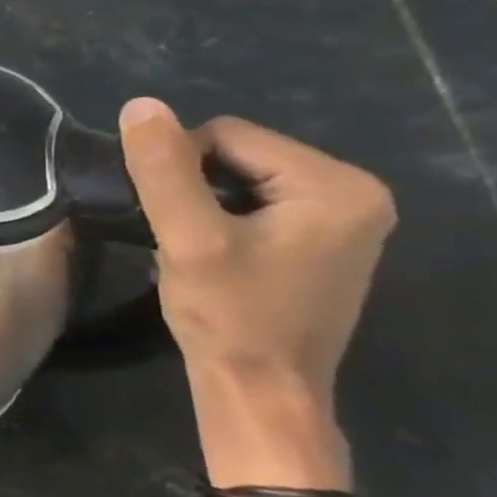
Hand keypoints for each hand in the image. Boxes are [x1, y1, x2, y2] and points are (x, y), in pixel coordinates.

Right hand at [119, 98, 395, 484]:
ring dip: (203, 206)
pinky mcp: (323, 243)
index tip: (168, 219)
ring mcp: (344, 220)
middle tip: (179, 237)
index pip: (226, 135)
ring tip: (192, 248)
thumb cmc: (229, 315)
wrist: (260, 390)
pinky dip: (222, 221)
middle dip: (193, 188)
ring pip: (242, 180)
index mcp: (336, 185)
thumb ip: (164, 170)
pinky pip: (257, 205)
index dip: (177, 168)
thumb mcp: (188, 238)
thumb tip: (141, 105)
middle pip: (238, 155)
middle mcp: (355, 194)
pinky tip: (213, 257)